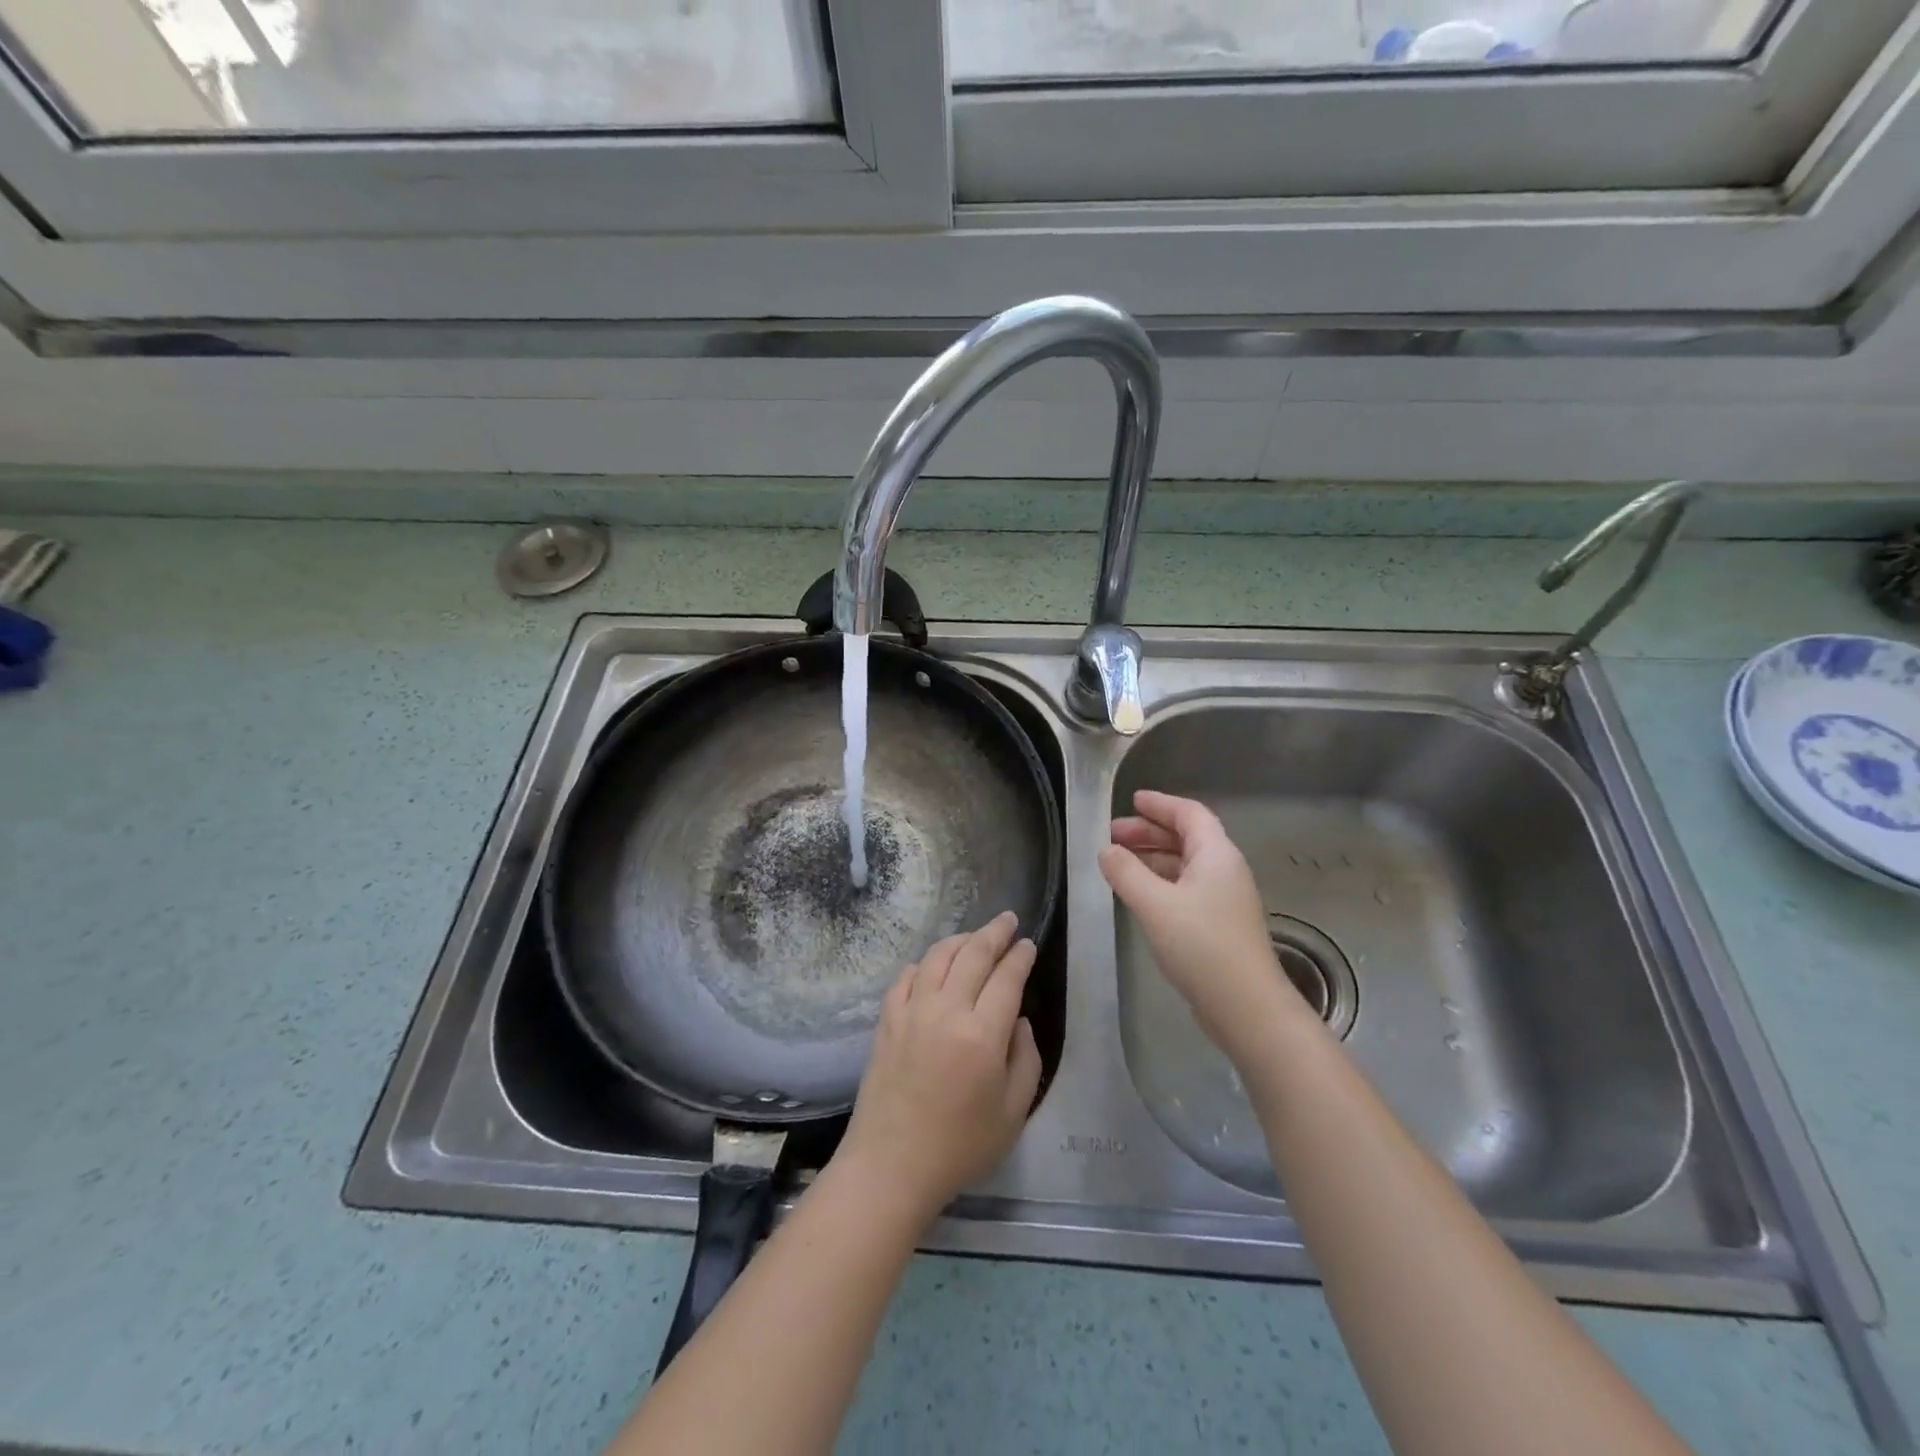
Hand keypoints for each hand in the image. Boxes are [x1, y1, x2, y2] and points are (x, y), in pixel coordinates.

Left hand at [834, 911, 1042, 1222]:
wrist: (891, 1166)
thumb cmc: (960, 1147)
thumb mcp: (1013, 1112)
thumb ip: (1025, 1059)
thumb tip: (1017, 1021)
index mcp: (982, 1034)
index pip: (1006, 978)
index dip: (1020, 956)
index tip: (1028, 944)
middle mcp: (946, 1011)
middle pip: (973, 955)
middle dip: (994, 933)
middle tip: (1007, 920)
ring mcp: (911, 1012)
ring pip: (937, 957)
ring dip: (959, 940)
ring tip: (974, 936)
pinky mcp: (886, 1021)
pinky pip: (906, 978)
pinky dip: (923, 964)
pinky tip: (931, 966)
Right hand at [1099, 790, 1313, 1057]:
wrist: (1246, 1007)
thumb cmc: (1202, 945)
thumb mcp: (1155, 904)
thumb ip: (1126, 873)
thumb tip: (1106, 850)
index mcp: (1217, 855)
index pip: (1189, 814)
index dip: (1160, 804)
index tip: (1132, 801)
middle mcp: (1224, 870)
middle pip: (1187, 837)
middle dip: (1149, 832)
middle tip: (1113, 834)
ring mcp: (1224, 899)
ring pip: (1185, 865)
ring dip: (1153, 858)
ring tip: (1118, 862)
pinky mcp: (1219, 925)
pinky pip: (1186, 888)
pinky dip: (1160, 882)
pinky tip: (1139, 895)